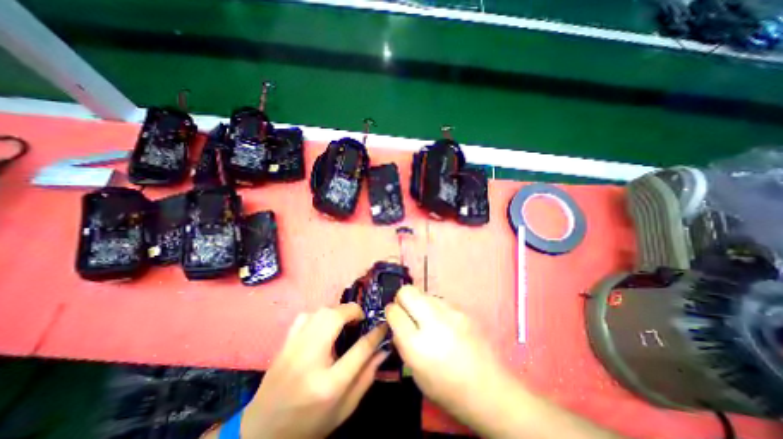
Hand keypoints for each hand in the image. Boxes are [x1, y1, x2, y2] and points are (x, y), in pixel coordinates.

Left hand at [238, 303, 383, 438]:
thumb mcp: (344, 409)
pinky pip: (305, 316)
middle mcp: (310, 360)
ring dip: (337, 312)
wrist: (262, 434)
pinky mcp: (285, 344)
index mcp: (329, 384)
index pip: (360, 349)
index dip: (376, 333)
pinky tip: (323, 326)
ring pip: (320, 312)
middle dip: (353, 312)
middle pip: (334, 319)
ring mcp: (294, 349)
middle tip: (361, 319)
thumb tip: (383, 350)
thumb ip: (366, 377)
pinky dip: (319, 315)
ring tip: (344, 321)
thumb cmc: (309, 424)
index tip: (384, 324)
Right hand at [385, 287, 514, 422]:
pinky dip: (435, 308)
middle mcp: (432, 322)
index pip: (394, 311)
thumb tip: (396, 323)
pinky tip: (443, 324)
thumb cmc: (448, 389)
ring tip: (427, 320)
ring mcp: (450, 313)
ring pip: (424, 293)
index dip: (390, 312)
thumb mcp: (416, 373)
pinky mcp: (462, 310)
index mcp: (417, 345)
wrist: (489, 389)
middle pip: (407, 291)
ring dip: (419, 304)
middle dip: (401, 299)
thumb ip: (402, 344)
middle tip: (406, 312)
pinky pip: (439, 301)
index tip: (393, 316)